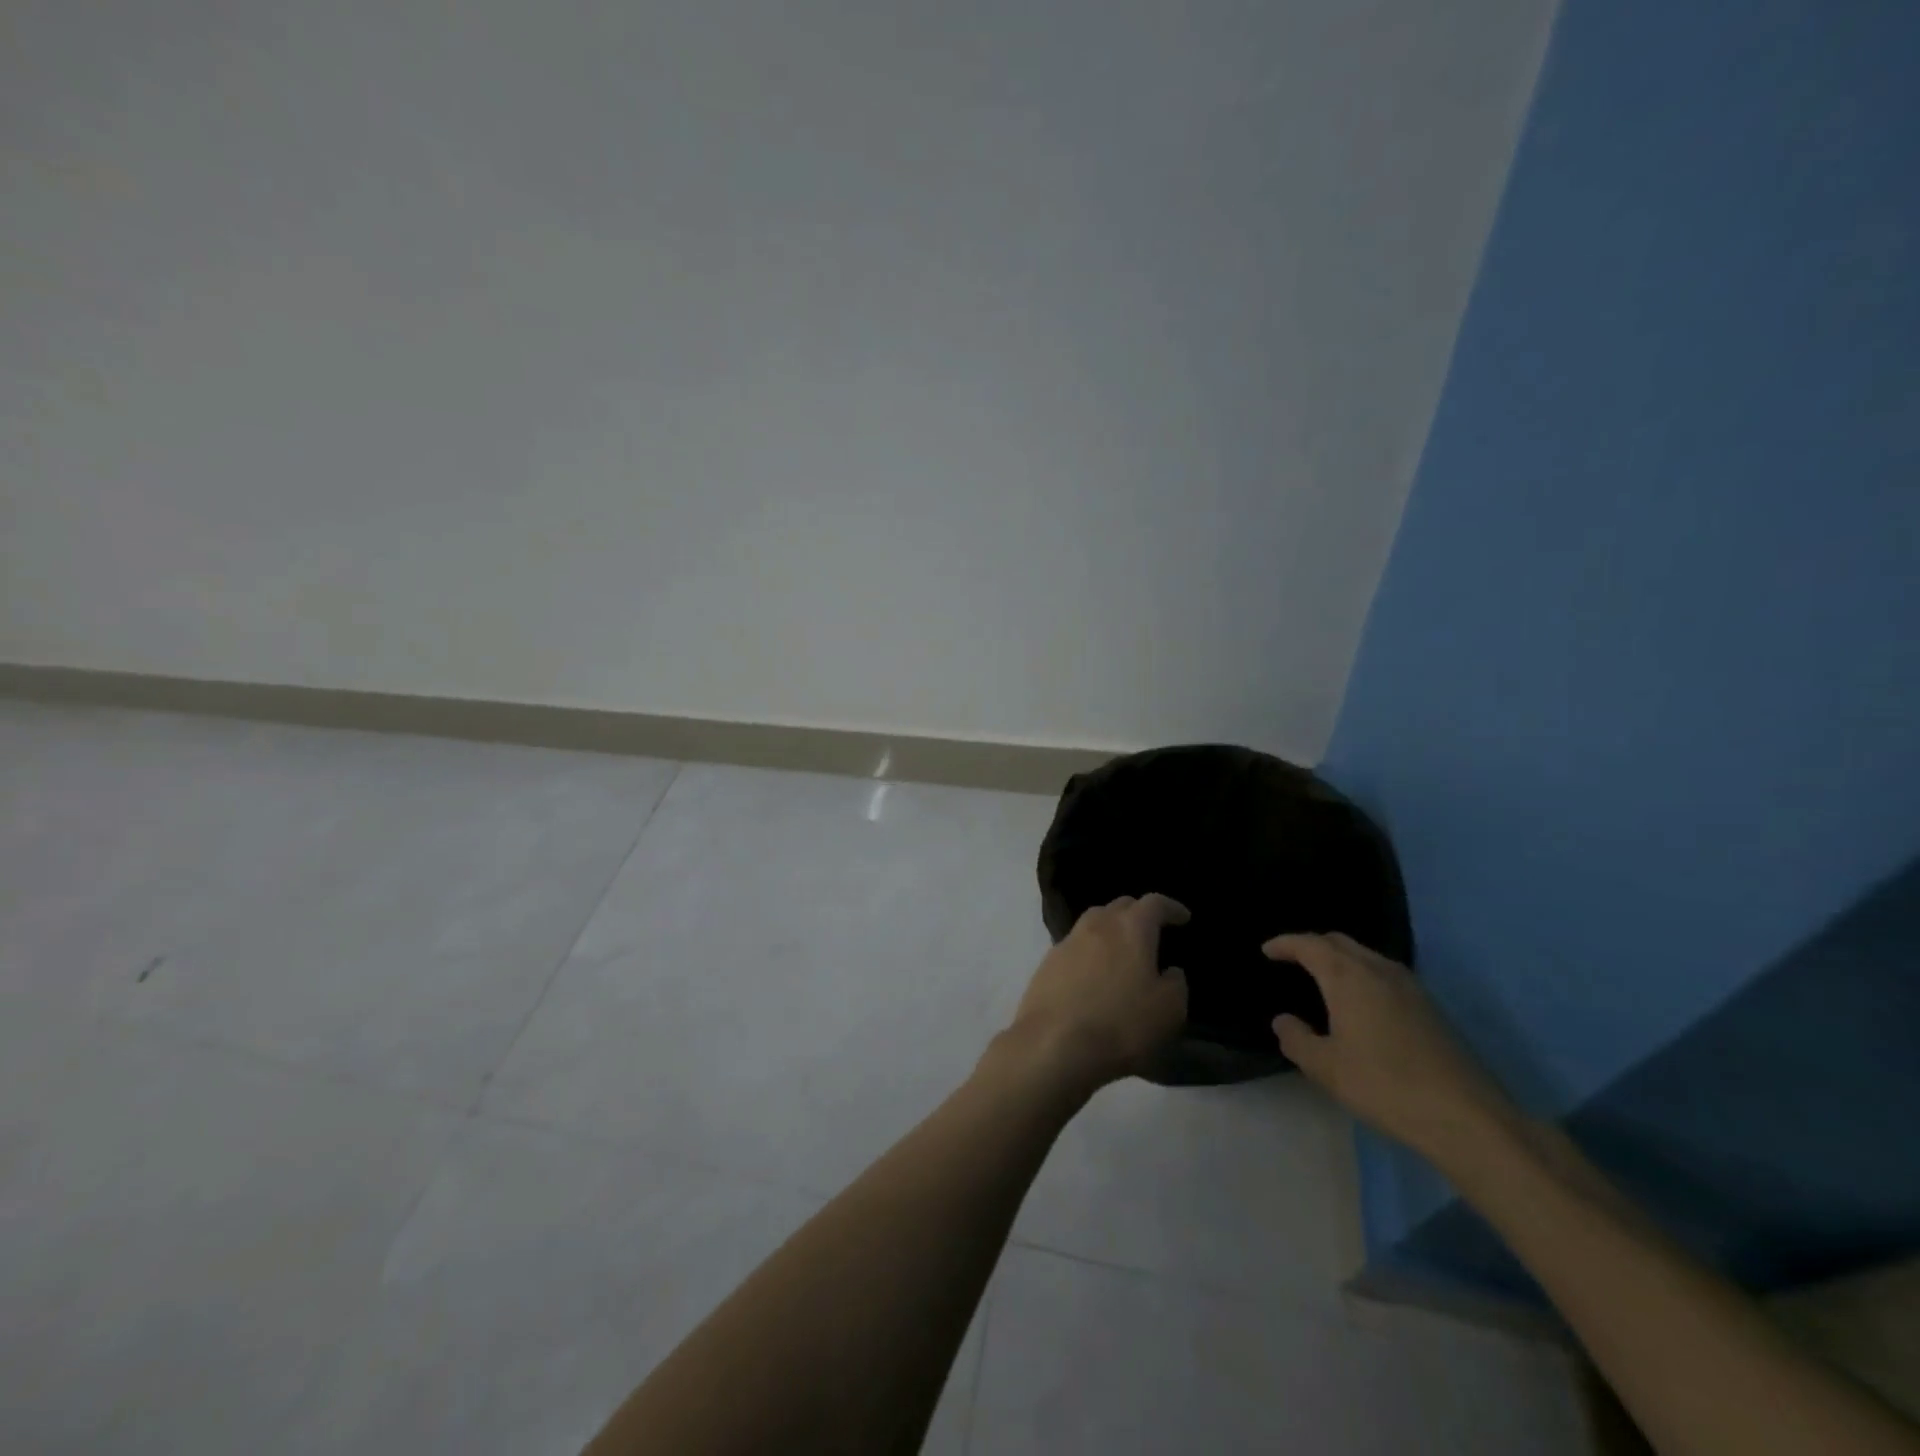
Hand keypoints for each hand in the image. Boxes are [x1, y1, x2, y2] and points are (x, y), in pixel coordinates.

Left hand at [1003, 894, 1190, 1095]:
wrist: (1053, 1045)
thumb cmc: (1121, 1025)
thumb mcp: (1169, 1011)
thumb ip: (1176, 984)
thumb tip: (1170, 971)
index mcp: (1130, 928)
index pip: (1154, 903)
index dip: (1171, 908)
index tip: (1183, 918)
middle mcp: (1096, 925)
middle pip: (1120, 906)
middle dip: (1138, 913)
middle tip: (1152, 932)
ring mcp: (1067, 942)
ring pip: (1093, 923)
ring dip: (1110, 930)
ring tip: (1122, 951)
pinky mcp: (1046, 964)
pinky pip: (1074, 947)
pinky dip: (1089, 952)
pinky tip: (1094, 974)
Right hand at [1264, 932, 1516, 1160]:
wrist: (1467, 1117)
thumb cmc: (1385, 1086)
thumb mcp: (1326, 1068)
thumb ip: (1296, 1039)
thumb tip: (1284, 1021)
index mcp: (1348, 977)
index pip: (1310, 945)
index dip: (1285, 944)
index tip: (1267, 950)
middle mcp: (1379, 970)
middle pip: (1339, 942)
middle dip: (1312, 945)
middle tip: (1292, 959)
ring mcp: (1410, 986)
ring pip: (1366, 955)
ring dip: (1340, 958)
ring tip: (1323, 978)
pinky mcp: (1430, 1007)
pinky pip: (1384, 973)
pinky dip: (1362, 974)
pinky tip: (1360, 1002)